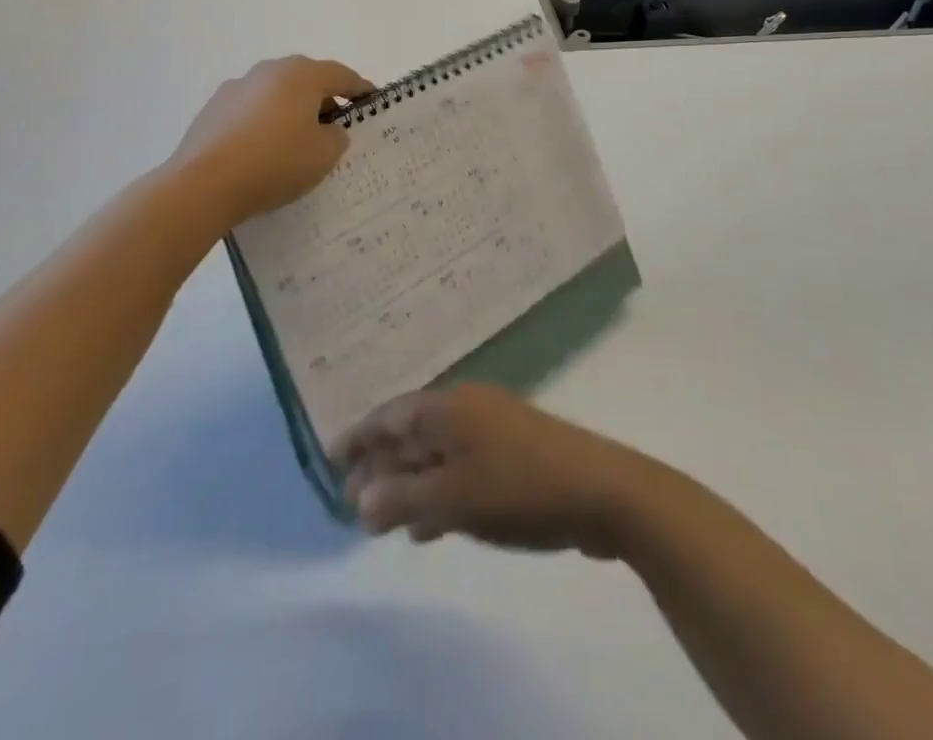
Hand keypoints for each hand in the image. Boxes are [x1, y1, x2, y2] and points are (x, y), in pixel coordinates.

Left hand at [167, 56, 373, 229]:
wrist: (202, 184)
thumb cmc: (275, 163)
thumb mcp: (324, 154)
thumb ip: (336, 136)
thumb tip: (327, 129)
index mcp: (301, 75)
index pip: (342, 75)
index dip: (360, 88)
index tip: (372, 100)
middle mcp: (268, 71)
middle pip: (307, 80)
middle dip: (324, 99)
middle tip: (336, 125)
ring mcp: (236, 88)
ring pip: (276, 94)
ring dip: (292, 110)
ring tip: (298, 141)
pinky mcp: (213, 109)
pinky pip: (251, 111)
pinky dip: (265, 123)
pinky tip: (264, 151)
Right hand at [333, 385, 647, 556]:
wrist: (601, 490)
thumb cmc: (519, 487)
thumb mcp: (454, 497)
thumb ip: (403, 498)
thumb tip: (360, 499)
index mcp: (448, 407)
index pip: (390, 414)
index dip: (358, 436)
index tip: (330, 460)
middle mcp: (466, 407)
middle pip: (411, 431)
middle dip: (381, 464)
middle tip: (353, 501)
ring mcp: (492, 428)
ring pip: (436, 452)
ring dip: (409, 482)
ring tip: (384, 522)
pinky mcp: (513, 453)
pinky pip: (461, 467)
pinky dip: (440, 491)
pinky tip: (431, 526)